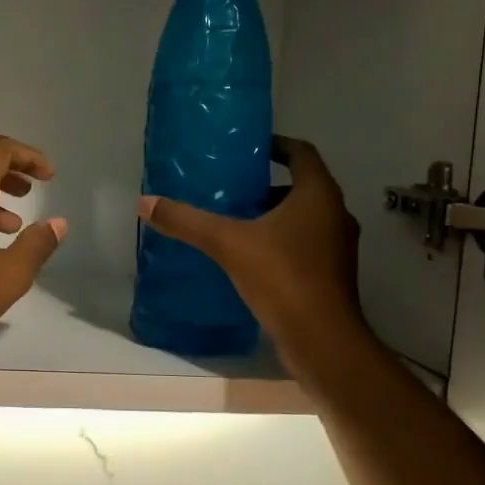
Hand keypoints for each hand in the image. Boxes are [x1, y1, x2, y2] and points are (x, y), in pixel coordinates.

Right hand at [137, 135, 367, 371]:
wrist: (322, 340)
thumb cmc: (282, 278)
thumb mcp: (227, 243)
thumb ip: (187, 221)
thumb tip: (145, 202)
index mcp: (318, 195)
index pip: (301, 152)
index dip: (276, 145)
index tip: (249, 148)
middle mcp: (336, 214)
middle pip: (303, 186)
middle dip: (268, 184)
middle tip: (232, 188)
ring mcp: (338, 247)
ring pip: (305, 218)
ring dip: (275, 215)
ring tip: (236, 222)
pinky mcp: (333, 274)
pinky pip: (306, 245)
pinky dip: (281, 241)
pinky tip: (251, 257)